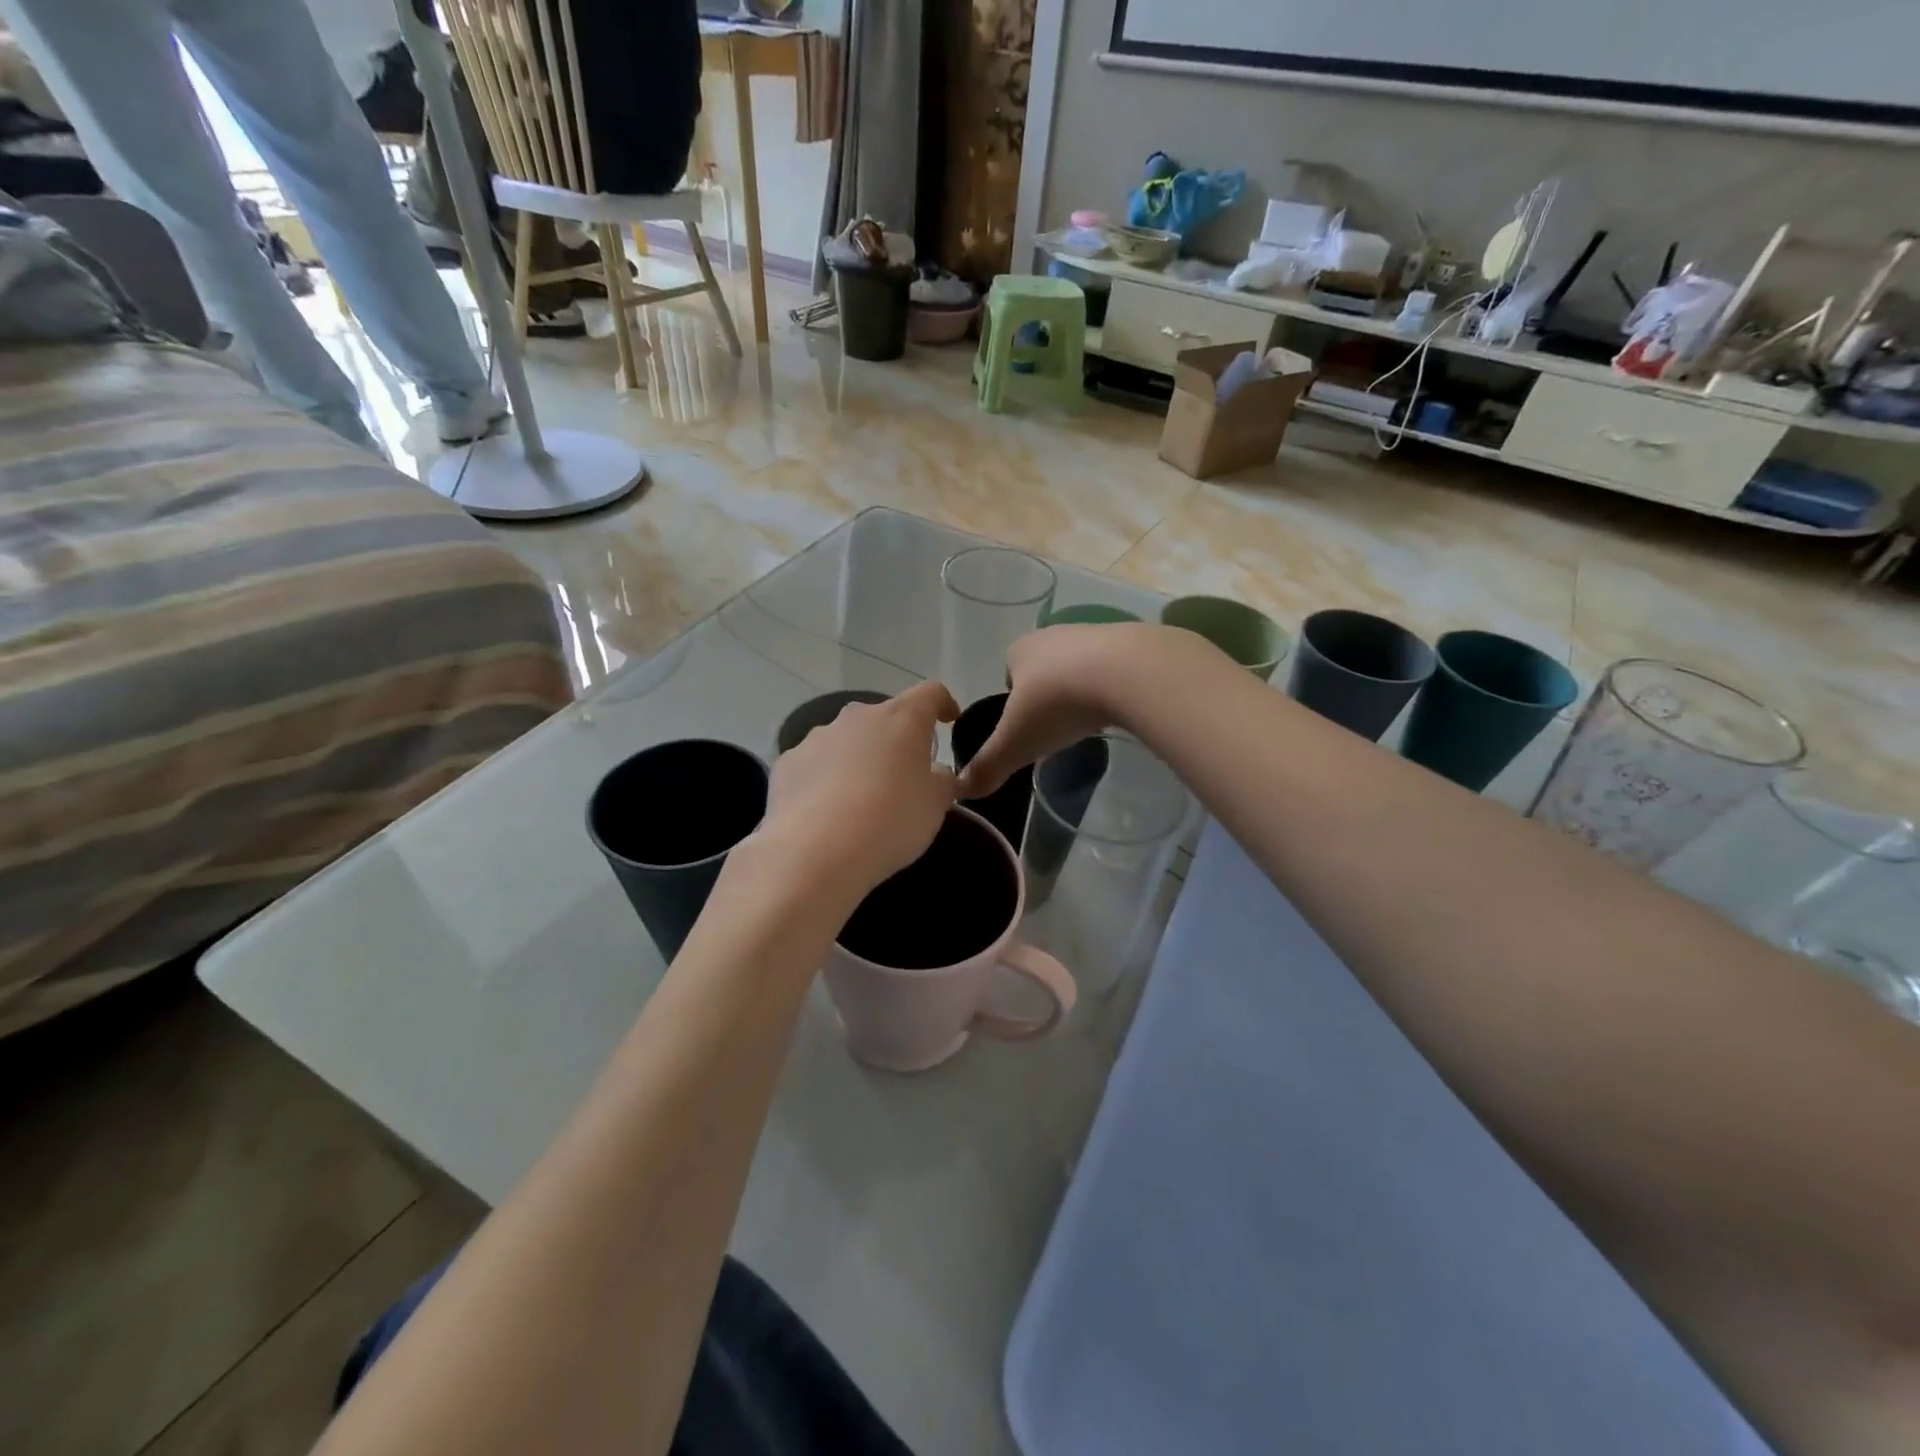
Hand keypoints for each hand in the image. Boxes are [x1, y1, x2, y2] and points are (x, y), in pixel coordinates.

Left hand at [758, 680, 960, 895]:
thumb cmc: (891, 821)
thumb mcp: (936, 805)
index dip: (943, 704)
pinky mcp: (788, 763)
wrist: (815, 851)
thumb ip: (942, 781)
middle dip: (896, 740)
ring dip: (859, 758)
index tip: (949, 721)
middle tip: (904, 774)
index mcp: (902, 719)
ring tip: (862, 799)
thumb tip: (936, 773)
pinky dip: (826, 779)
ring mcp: (818, 737)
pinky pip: (816, 764)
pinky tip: (827, 812)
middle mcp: (858, 717)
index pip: (930, 693)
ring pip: (847, 740)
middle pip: (885, 717)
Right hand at [956, 623, 1167, 796]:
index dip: (1014, 698)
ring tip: (1089, 720)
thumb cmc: (1058, 704)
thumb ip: (988, 765)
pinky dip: (1114, 685)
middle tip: (1056, 726)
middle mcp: (1054, 634)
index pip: (1009, 671)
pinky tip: (1120, 708)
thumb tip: (962, 790)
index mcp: (1021, 650)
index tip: (1025, 725)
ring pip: (1081, 664)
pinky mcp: (1131, 642)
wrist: (1127, 673)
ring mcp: (1095, 634)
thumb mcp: (1015, 743)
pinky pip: (1115, 667)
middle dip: (1049, 692)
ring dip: (1082, 687)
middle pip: (1045, 666)